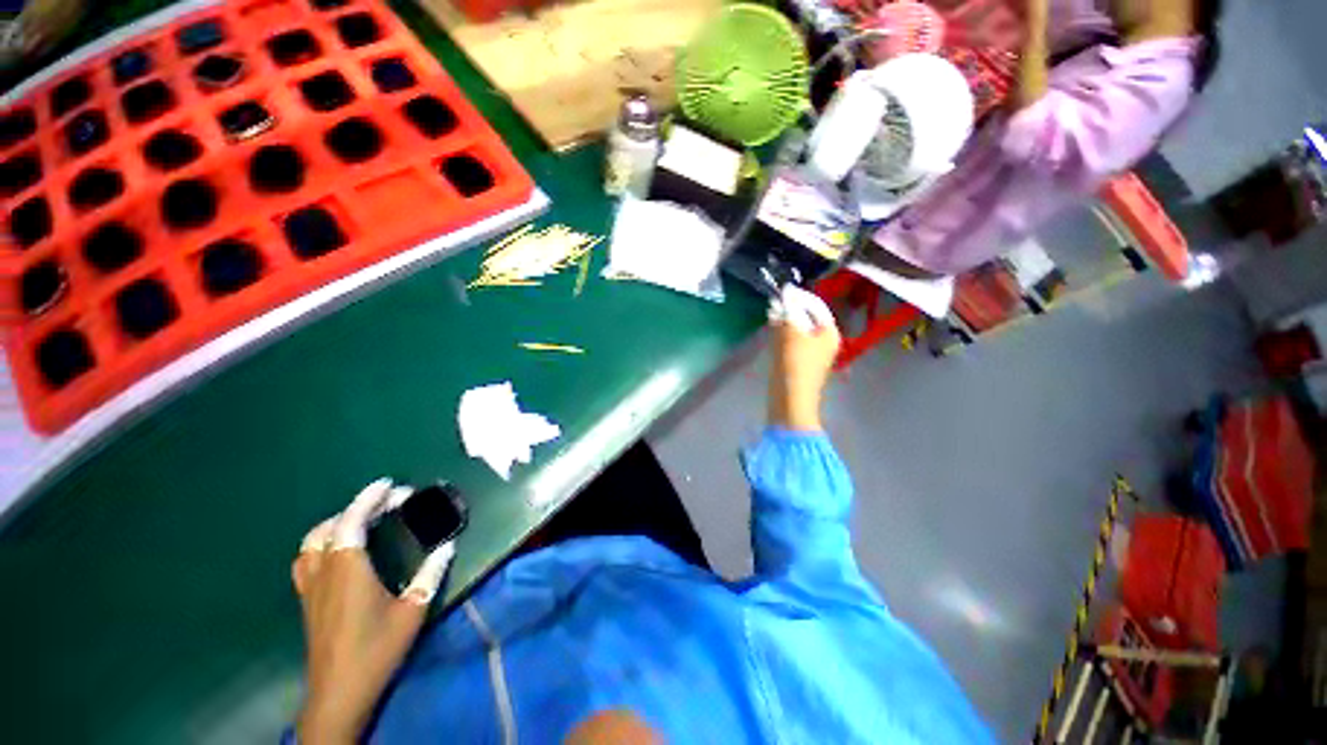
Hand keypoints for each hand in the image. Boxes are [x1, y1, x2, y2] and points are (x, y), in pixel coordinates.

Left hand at [293, 479, 455, 743]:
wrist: (339, 691)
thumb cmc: (377, 649)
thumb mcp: (412, 611)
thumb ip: (430, 575)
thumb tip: (448, 547)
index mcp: (349, 569)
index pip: (352, 522)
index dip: (368, 498)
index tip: (388, 484)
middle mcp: (324, 572)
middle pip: (330, 527)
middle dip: (357, 508)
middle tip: (386, 503)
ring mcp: (311, 587)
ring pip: (311, 543)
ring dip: (335, 524)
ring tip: (360, 520)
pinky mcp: (307, 601)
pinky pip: (306, 559)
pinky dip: (321, 543)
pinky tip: (337, 551)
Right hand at [768, 286, 840, 431]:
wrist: (789, 398)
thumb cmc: (795, 362)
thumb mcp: (791, 331)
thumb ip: (789, 309)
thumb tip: (786, 293)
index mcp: (829, 332)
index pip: (816, 306)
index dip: (800, 296)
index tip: (783, 290)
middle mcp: (824, 342)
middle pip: (807, 318)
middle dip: (791, 309)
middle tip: (775, 301)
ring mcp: (812, 354)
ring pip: (798, 330)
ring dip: (785, 320)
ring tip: (771, 313)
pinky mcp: (799, 363)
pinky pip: (792, 342)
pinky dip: (783, 334)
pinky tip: (772, 330)